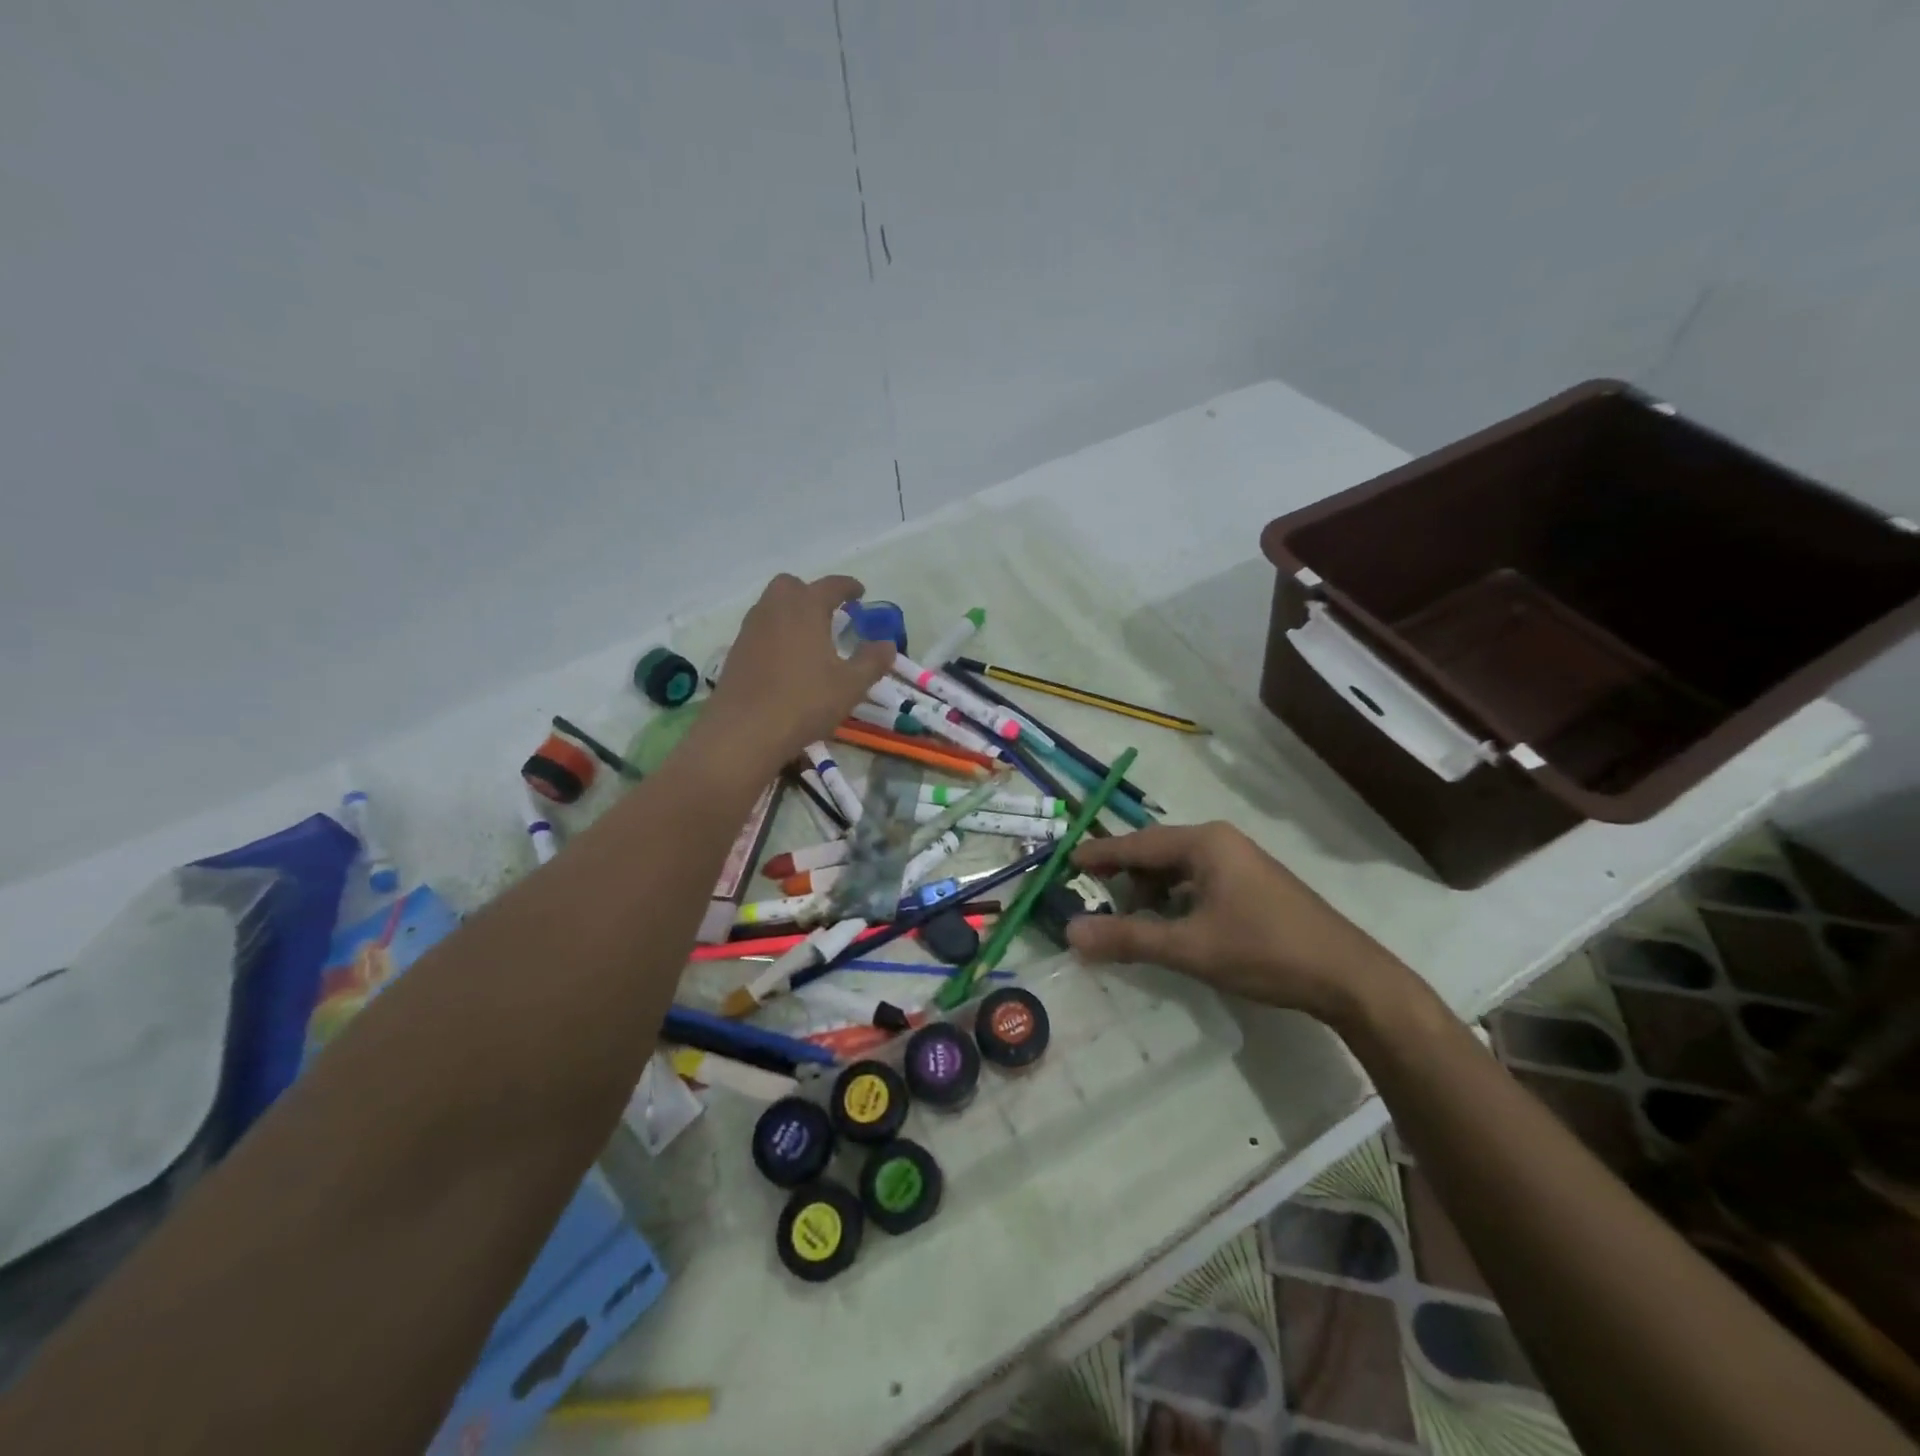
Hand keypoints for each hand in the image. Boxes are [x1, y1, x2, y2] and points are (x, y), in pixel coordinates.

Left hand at [703, 573, 894, 765]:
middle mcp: (774, 610)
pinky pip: (759, 630)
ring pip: (771, 606)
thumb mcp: (850, 685)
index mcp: (806, 608)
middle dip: (811, 593)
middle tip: (829, 613)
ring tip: (809, 638)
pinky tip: (786, 661)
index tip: (860, 592)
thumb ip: (872, 661)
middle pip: (791, 586)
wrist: (744, 731)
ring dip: (791, 613)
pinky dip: (775, 634)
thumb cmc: (804, 702)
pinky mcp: (735, 652)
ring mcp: (750, 630)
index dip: (848, 586)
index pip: (830, 586)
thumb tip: (888, 644)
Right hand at [1066, 821, 1409, 1026]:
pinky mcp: (1253, 883)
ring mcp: (1240, 861)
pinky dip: (1175, 899)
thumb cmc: (1265, 951)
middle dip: (1124, 877)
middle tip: (1092, 899)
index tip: (1066, 863)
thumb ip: (1128, 938)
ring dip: (1150, 891)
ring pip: (1178, 869)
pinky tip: (1170, 926)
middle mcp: (1220, 841)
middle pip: (1156, 853)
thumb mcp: (1190, 947)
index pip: (1136, 843)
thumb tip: (1070, 932)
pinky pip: (1198, 881)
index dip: (1099, 854)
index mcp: (1204, 843)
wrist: (1349, 977)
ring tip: (1130, 921)